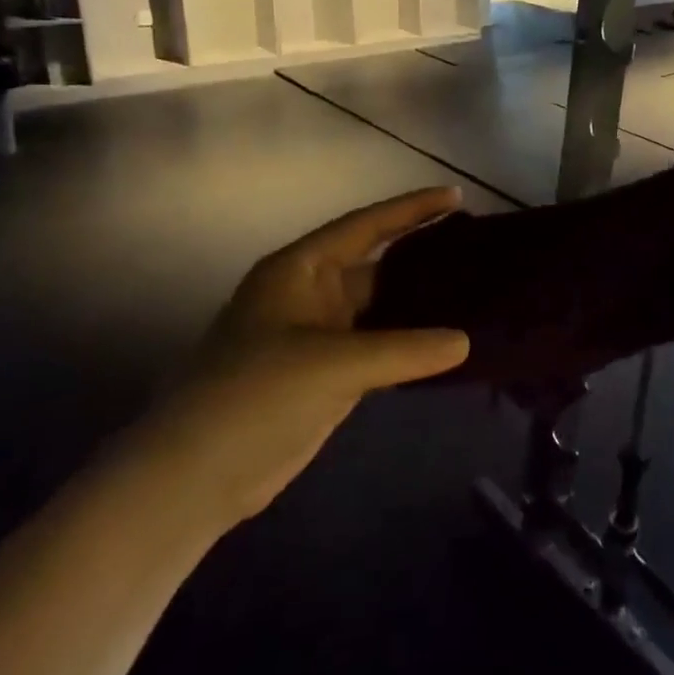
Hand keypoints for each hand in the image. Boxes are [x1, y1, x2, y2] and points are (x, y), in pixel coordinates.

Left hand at [123, 188, 468, 526]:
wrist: (194, 476)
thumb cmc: (254, 395)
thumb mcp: (331, 363)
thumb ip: (403, 350)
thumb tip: (465, 341)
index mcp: (301, 269)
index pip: (367, 225)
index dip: (412, 209)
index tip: (457, 198)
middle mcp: (311, 294)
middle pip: (378, 265)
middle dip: (424, 257)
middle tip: (478, 252)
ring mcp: (319, 337)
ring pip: (381, 310)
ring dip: (420, 305)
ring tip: (473, 294)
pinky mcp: (326, 375)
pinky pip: (378, 348)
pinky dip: (409, 345)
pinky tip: (446, 344)